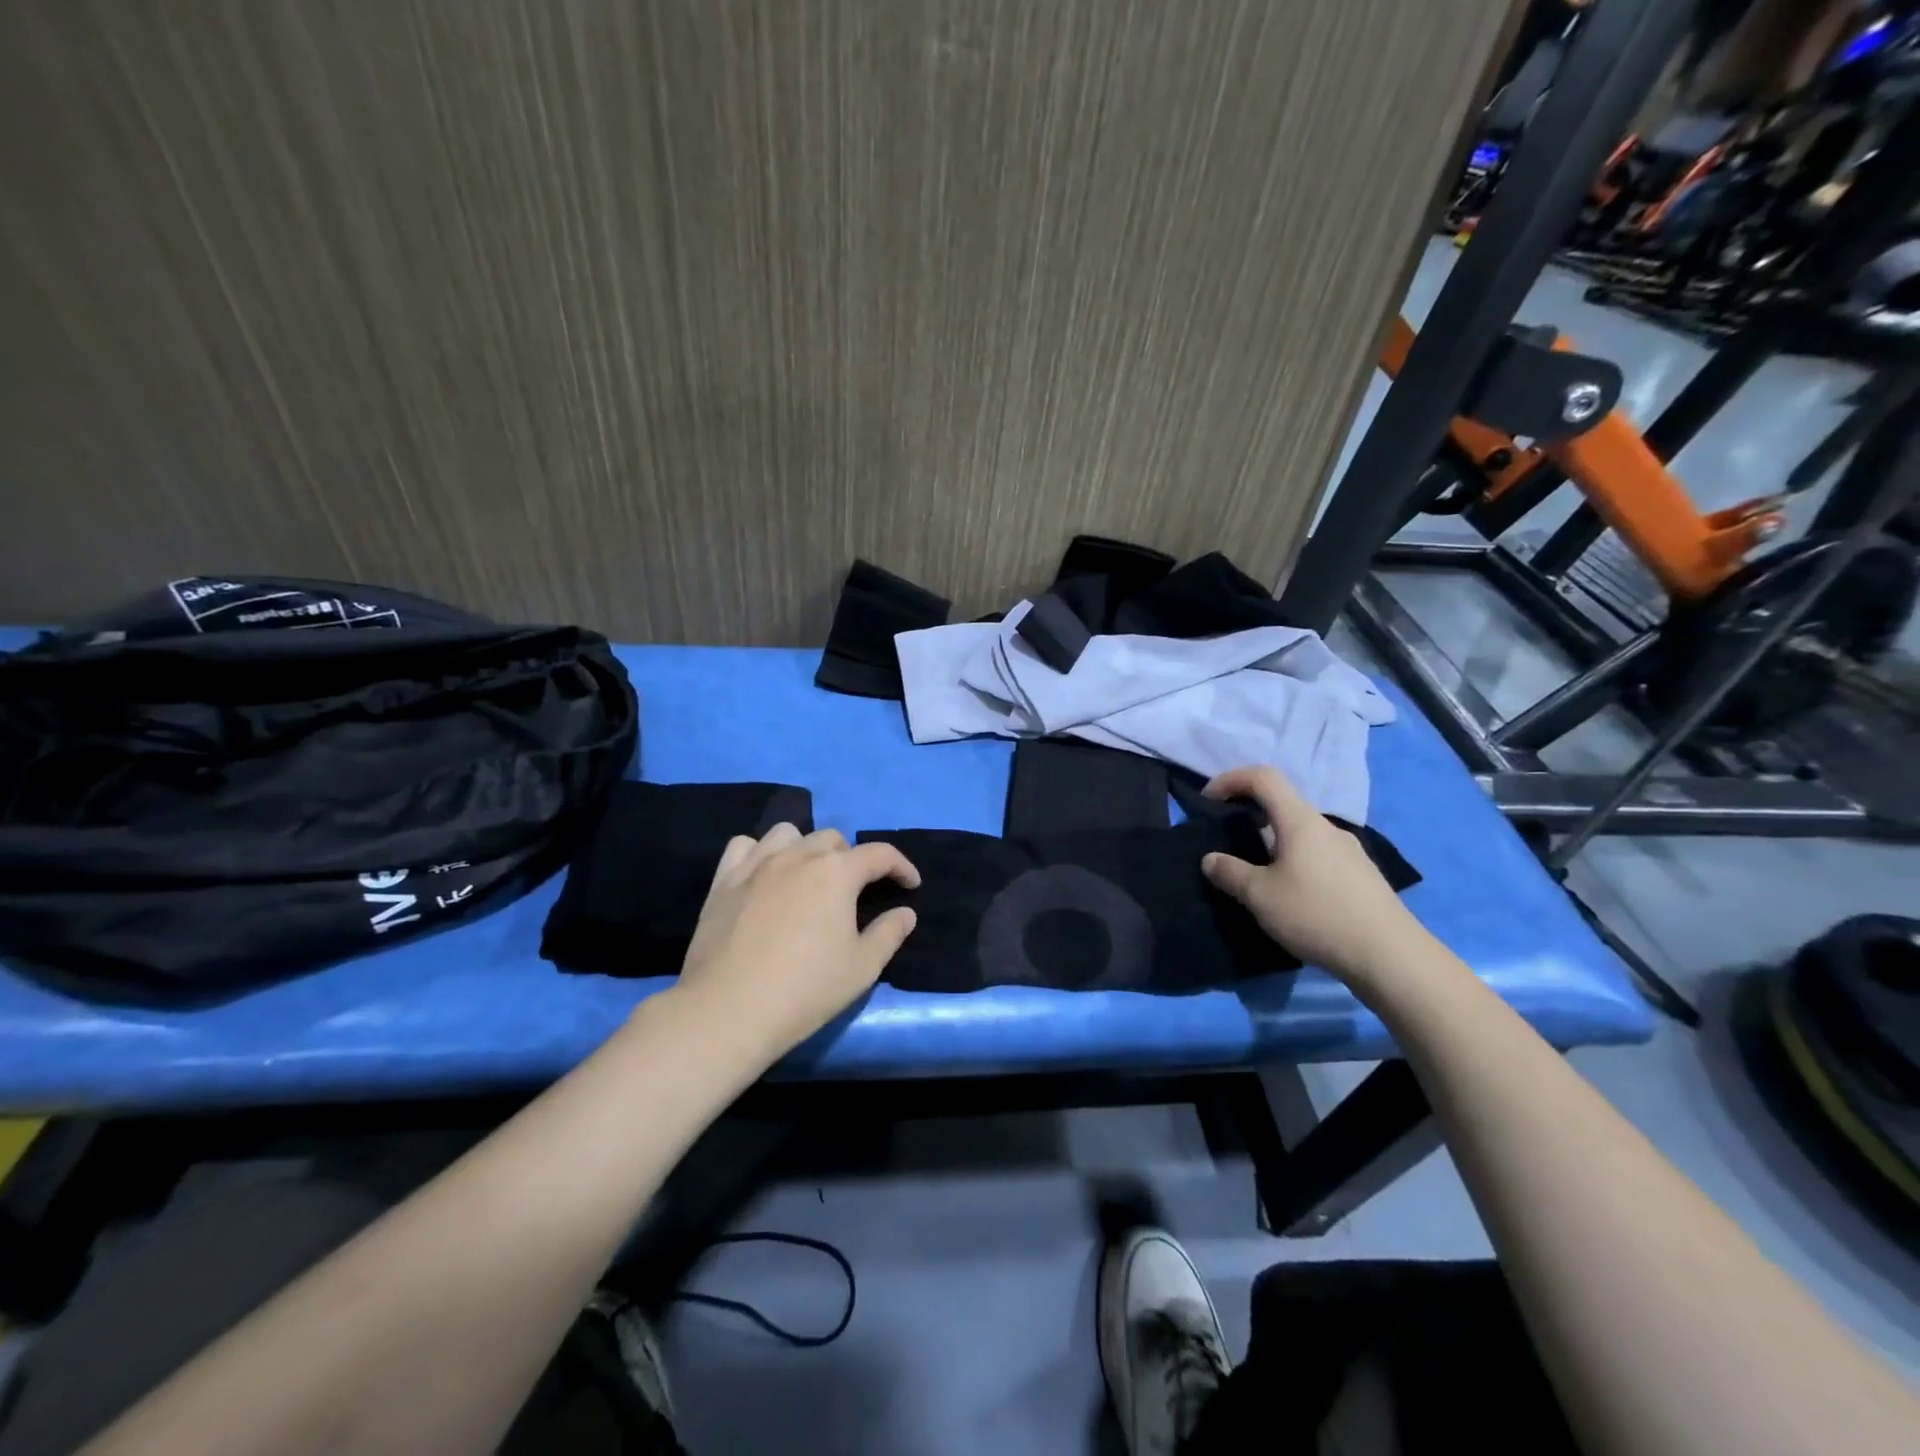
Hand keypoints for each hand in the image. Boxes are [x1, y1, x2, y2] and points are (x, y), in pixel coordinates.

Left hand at [674, 824, 920, 1059]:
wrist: (728, 1011)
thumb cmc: (805, 990)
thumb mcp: (861, 968)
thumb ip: (889, 933)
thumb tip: (905, 912)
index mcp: (836, 872)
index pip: (879, 854)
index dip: (901, 866)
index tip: (910, 884)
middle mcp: (798, 856)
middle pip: (833, 839)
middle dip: (852, 858)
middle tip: (855, 891)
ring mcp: (756, 864)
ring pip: (789, 833)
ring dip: (806, 848)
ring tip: (808, 876)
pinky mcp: (724, 880)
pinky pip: (745, 846)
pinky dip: (760, 853)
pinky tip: (764, 876)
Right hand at [1200, 766, 1430, 986]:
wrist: (1390, 956)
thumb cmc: (1317, 915)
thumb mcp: (1260, 896)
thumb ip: (1230, 872)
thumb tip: (1211, 859)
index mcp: (1300, 821)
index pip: (1263, 777)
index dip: (1231, 779)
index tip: (1208, 801)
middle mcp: (1327, 827)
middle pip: (1283, 806)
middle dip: (1250, 816)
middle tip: (1229, 844)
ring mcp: (1349, 852)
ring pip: (1301, 835)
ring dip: (1273, 844)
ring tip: (1258, 878)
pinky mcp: (1362, 877)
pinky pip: (1318, 857)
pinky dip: (1295, 864)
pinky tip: (1292, 898)